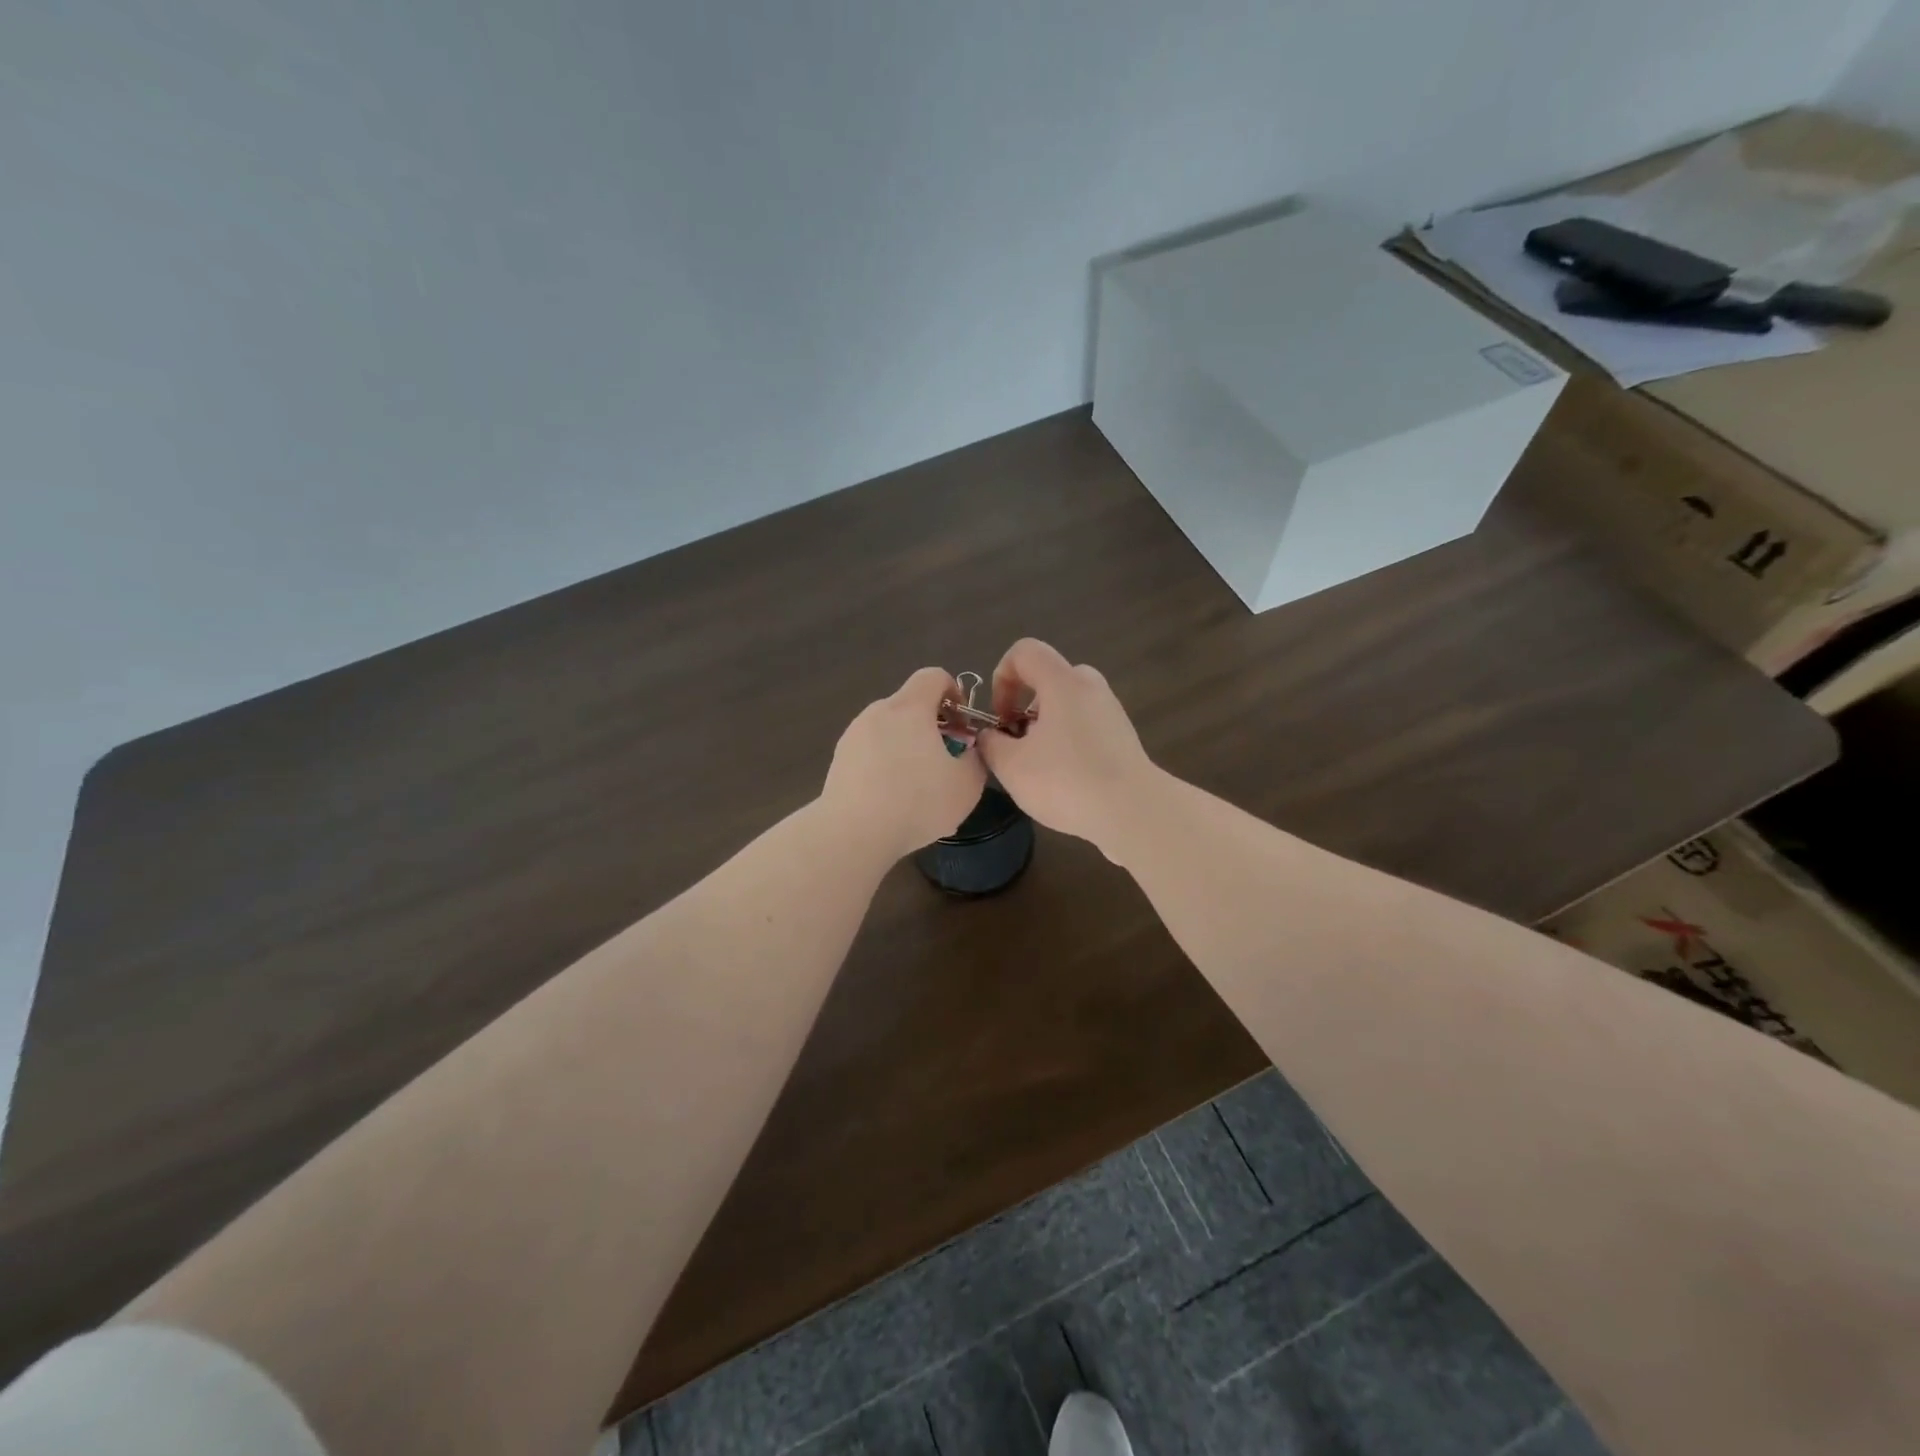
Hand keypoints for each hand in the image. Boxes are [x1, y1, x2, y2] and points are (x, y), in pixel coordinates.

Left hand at [821, 667, 987, 859]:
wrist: (852, 833)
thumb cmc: (917, 801)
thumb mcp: (967, 784)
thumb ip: (976, 758)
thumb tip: (969, 750)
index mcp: (909, 708)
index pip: (933, 676)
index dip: (954, 692)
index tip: (963, 724)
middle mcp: (877, 713)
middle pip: (910, 706)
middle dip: (933, 728)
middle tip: (947, 762)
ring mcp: (853, 736)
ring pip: (890, 733)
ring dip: (909, 751)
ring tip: (921, 792)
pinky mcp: (838, 761)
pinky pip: (872, 755)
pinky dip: (887, 769)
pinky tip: (895, 805)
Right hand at [974, 639, 1157, 856]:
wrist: (1133, 812)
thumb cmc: (1066, 781)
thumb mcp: (1011, 766)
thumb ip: (990, 743)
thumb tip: (991, 736)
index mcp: (1063, 682)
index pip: (1024, 651)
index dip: (1001, 677)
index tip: (1000, 717)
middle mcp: (1090, 687)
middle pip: (1047, 678)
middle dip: (1023, 706)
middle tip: (1017, 743)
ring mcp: (1110, 711)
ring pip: (1066, 704)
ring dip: (1044, 727)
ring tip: (1038, 767)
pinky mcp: (1122, 736)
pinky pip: (1084, 725)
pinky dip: (1067, 741)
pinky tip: (1065, 779)